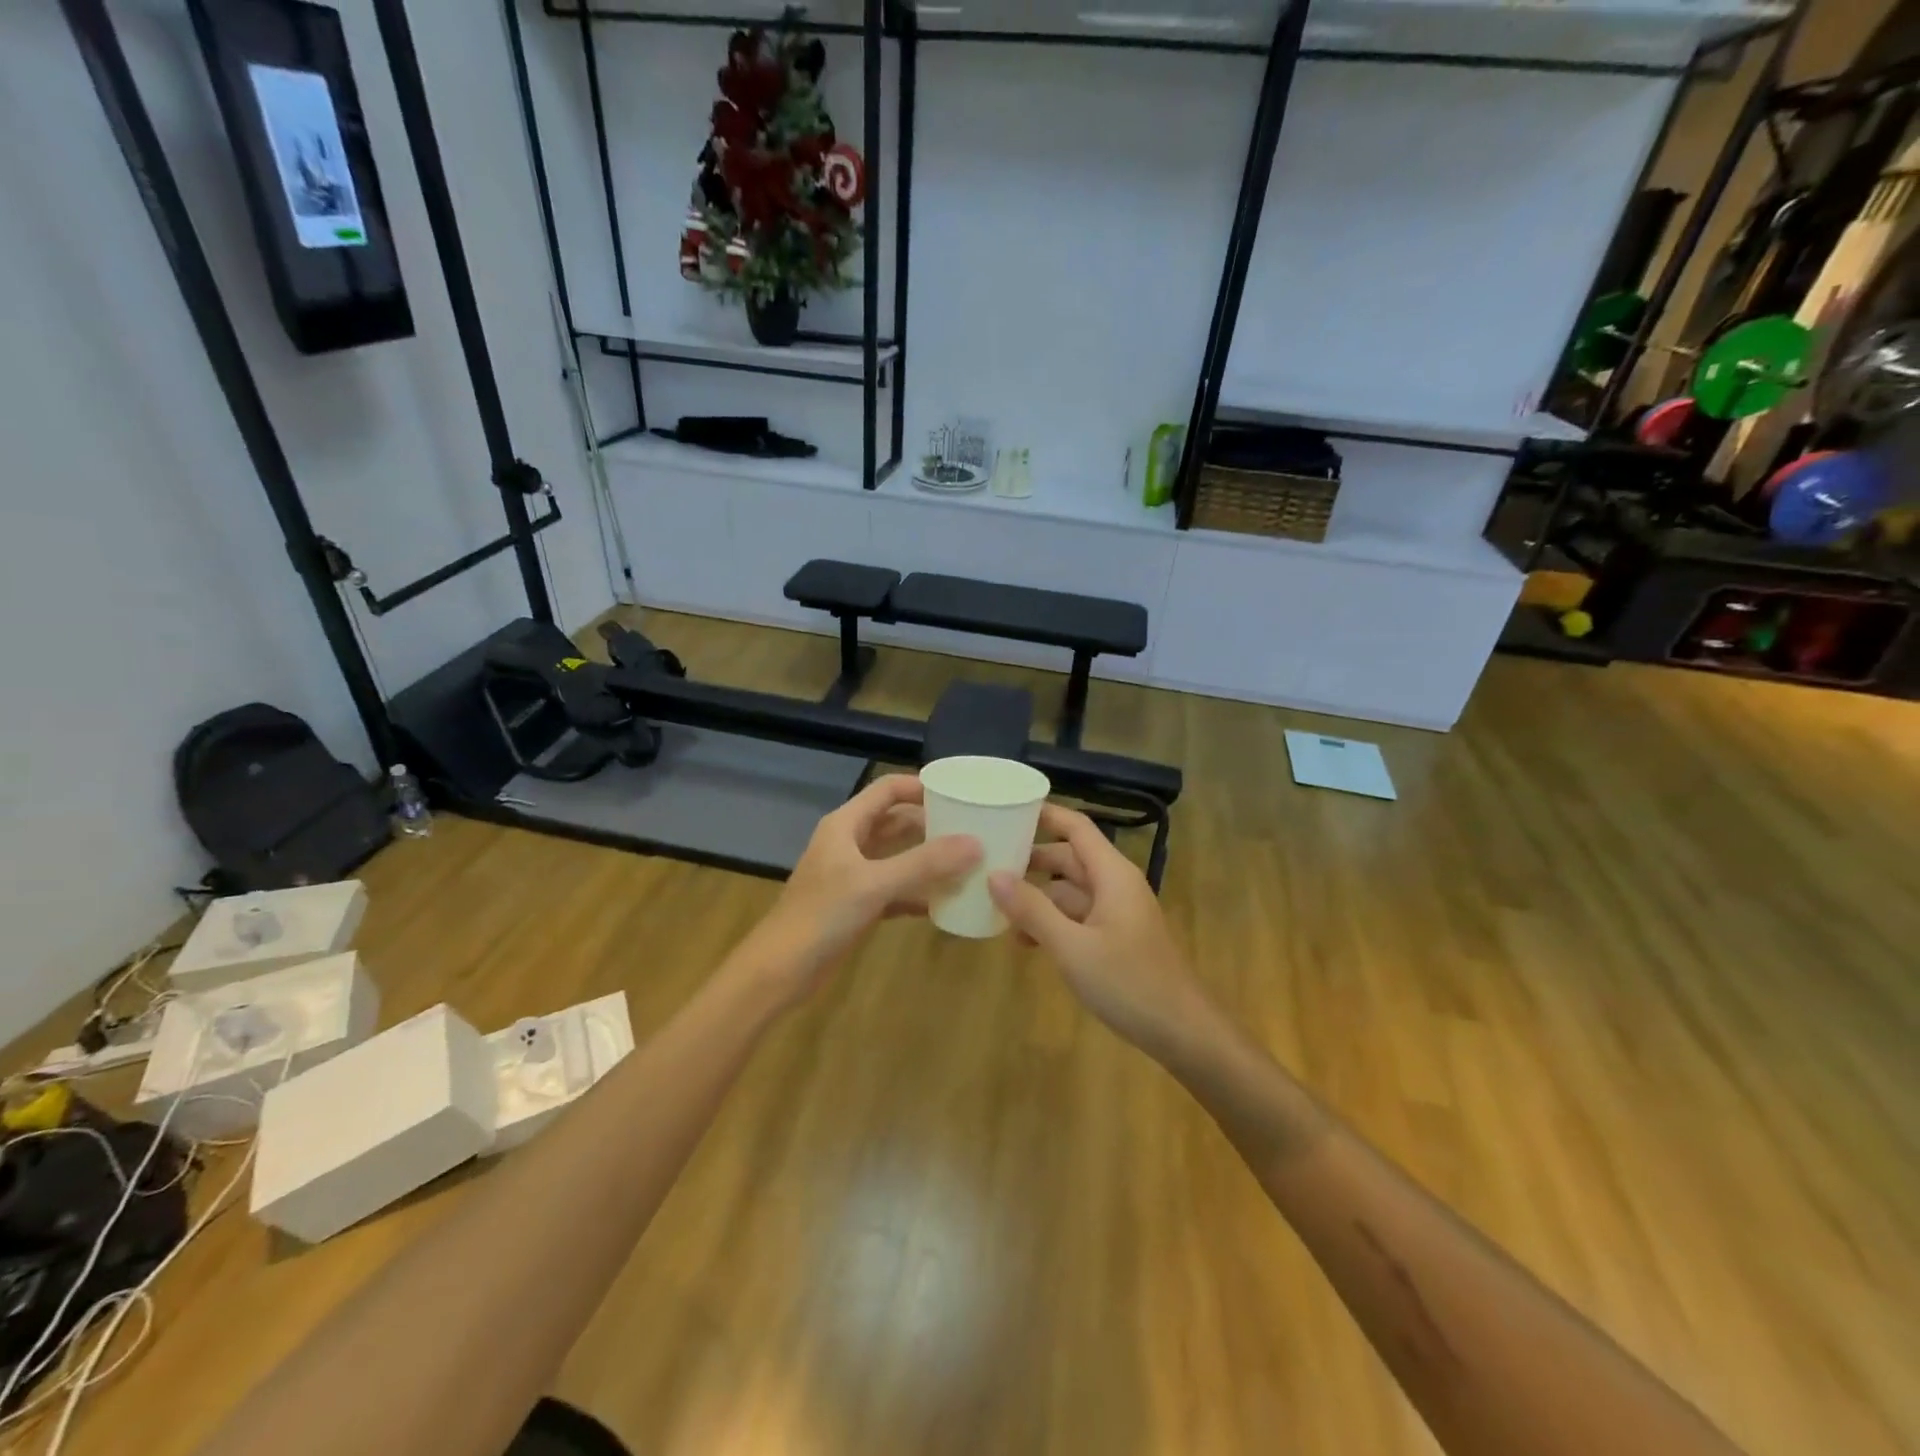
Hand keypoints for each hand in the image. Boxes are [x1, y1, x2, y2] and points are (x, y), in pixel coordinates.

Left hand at [735, 775, 980, 1005]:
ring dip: (927, 860)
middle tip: (972, 831)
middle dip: (931, 825)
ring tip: (967, 863)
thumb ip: (924, 863)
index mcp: (846, 825)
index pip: (888, 790)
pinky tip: (944, 903)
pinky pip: (895, 890)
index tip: (960, 795)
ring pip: (897, 857)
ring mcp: (853, 876)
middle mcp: (849, 843)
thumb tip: (976, 843)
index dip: (921, 787)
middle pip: (896, 822)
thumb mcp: (875, 884)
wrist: (780, 971)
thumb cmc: (822, 915)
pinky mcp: (857, 906)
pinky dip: (917, 893)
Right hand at [988, 806, 1210, 1057]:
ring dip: (1037, 898)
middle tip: (986, 863)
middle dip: (1030, 860)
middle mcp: (1115, 885)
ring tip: (995, 908)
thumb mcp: (1072, 947)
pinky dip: (1051, 923)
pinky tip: (1024, 942)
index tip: (1006, 811)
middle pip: (1068, 858)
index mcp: (1112, 874)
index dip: (1044, 814)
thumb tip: (994, 875)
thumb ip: (1032, 910)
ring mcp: (1116, 913)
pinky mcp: (1115, 939)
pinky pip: (1077, 918)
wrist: (1183, 1033)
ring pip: (1069, 891)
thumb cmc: (1129, 983)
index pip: (1076, 827)